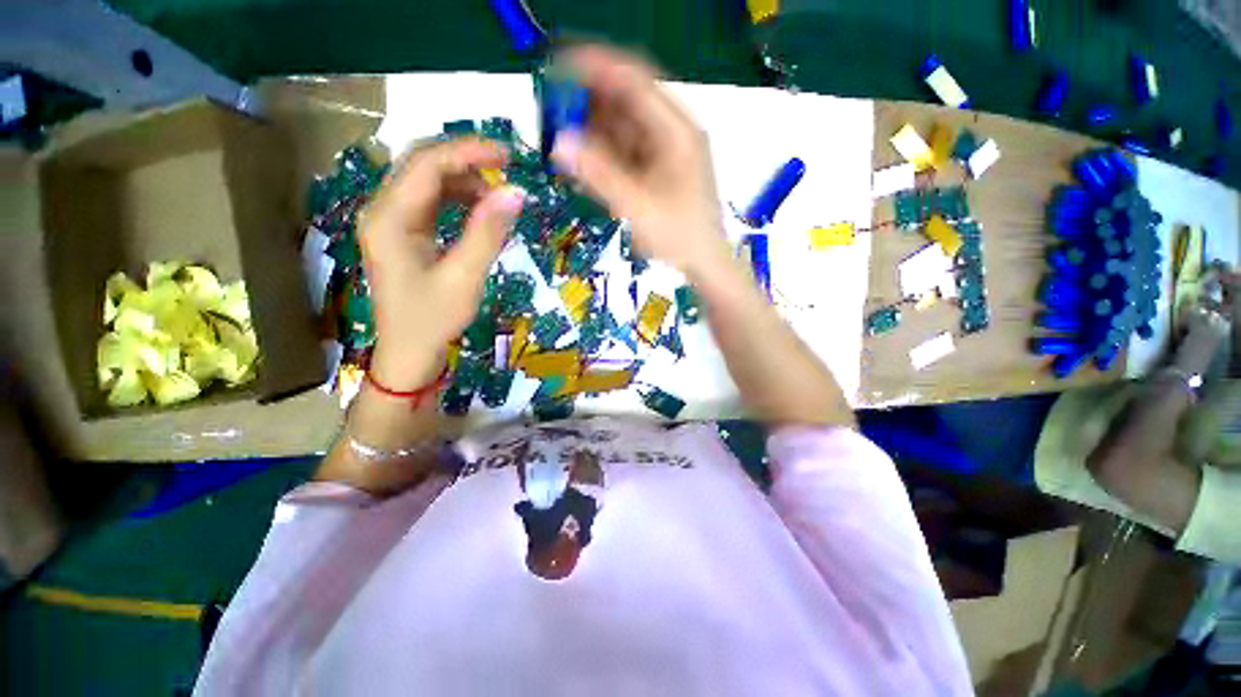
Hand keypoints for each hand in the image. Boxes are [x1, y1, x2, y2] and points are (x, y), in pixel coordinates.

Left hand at [359, 138, 524, 389]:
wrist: (409, 351)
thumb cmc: (433, 319)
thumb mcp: (464, 277)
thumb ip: (488, 233)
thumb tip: (515, 193)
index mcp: (389, 218)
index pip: (426, 164)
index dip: (467, 151)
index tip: (507, 155)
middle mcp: (383, 210)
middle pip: (422, 164)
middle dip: (465, 160)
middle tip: (506, 168)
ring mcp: (390, 221)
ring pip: (427, 181)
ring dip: (463, 180)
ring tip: (497, 197)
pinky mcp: (403, 233)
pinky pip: (431, 202)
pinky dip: (458, 199)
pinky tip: (480, 211)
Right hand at [550, 44, 730, 279]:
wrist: (705, 266)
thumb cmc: (678, 237)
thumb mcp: (637, 206)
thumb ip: (598, 174)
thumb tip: (559, 143)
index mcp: (676, 131)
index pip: (634, 81)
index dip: (595, 68)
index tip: (558, 68)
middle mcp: (673, 134)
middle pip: (628, 103)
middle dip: (589, 105)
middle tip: (553, 113)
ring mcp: (667, 153)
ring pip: (625, 130)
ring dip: (594, 133)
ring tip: (562, 139)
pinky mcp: (660, 172)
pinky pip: (628, 153)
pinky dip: (605, 155)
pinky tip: (585, 163)